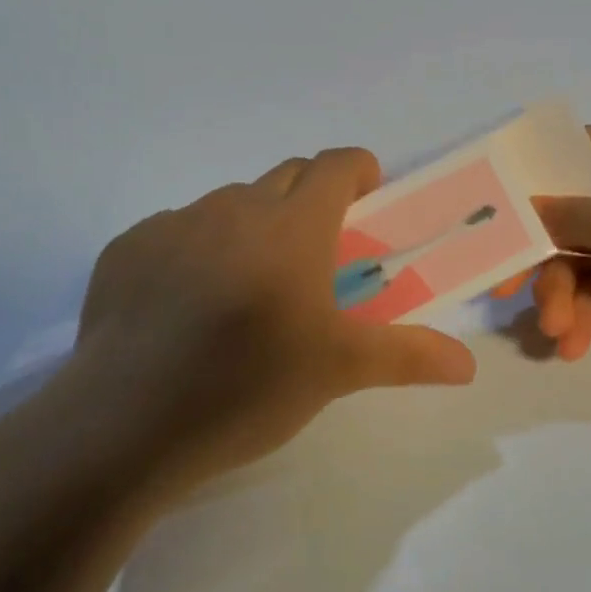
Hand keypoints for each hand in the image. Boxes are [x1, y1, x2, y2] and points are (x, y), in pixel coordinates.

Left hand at [32, 149, 476, 503]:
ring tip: (251, 286)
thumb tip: (467, 365)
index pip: (334, 165)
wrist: (122, 426)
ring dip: (254, 225)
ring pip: (230, 203)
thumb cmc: (246, 388)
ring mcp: (174, 224)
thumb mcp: (337, 371)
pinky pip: (178, 230)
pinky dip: (198, 249)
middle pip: (285, 176)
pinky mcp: (127, 249)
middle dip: (311, 197)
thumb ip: (408, 355)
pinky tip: (188, 306)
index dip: (358, 170)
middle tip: (317, 253)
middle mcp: (234, 208)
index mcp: (292, 226)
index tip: (368, 196)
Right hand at [531, 125, 590, 364]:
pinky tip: (575, 343)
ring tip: (558, 330)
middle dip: (539, 255)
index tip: (488, 201)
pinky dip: (584, 314)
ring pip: (575, 258)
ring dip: (561, 295)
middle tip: (507, 287)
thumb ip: (566, 216)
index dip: (528, 172)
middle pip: (563, 212)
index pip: (568, 148)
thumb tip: (522, 209)